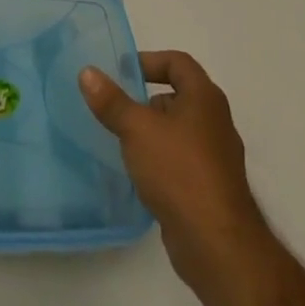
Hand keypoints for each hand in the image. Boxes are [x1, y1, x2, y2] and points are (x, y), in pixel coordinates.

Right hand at [81, 51, 275, 300]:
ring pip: (179, 131)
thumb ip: (111, 101)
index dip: (149, 60)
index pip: (178, 62)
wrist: (216, 245)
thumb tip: (88, 72)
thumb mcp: (137, 129)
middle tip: (116, 107)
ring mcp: (216, 158)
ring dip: (152, 132)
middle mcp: (215, 122)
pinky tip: (140, 173)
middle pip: (178, 96)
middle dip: (146, 100)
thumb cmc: (179, 171)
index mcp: (205, 98)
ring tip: (122, 140)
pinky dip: (161, 159)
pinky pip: (182, 160)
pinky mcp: (211, 188)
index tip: (121, 72)